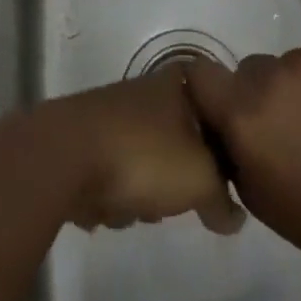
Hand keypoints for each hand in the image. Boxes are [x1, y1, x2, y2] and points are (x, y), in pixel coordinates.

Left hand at [43, 64, 245, 234]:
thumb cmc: (143, 155)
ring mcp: (112, 115)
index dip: (219, 139)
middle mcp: (144, 90)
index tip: (219, 169)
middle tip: (178, 196)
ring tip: (139, 208)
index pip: (212, 102)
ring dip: (146, 193)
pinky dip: (115, 196)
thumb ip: (224, 197)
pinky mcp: (85, 142)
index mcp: (175, 83)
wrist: (64, 156)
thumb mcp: (200, 178)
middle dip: (179, 176)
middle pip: (180, 138)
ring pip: (147, 161)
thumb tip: (235, 216)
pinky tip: (108, 209)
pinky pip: (114, 175)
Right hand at [185, 45, 300, 272]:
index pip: (200, 74)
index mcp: (243, 113)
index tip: (217, 103)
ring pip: (289, 64)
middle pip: (250, 69)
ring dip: (296, 86)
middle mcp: (270, 75)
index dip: (205, 86)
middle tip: (284, 125)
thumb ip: (232, 150)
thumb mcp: (256, 195)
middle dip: (259, 93)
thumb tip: (222, 128)